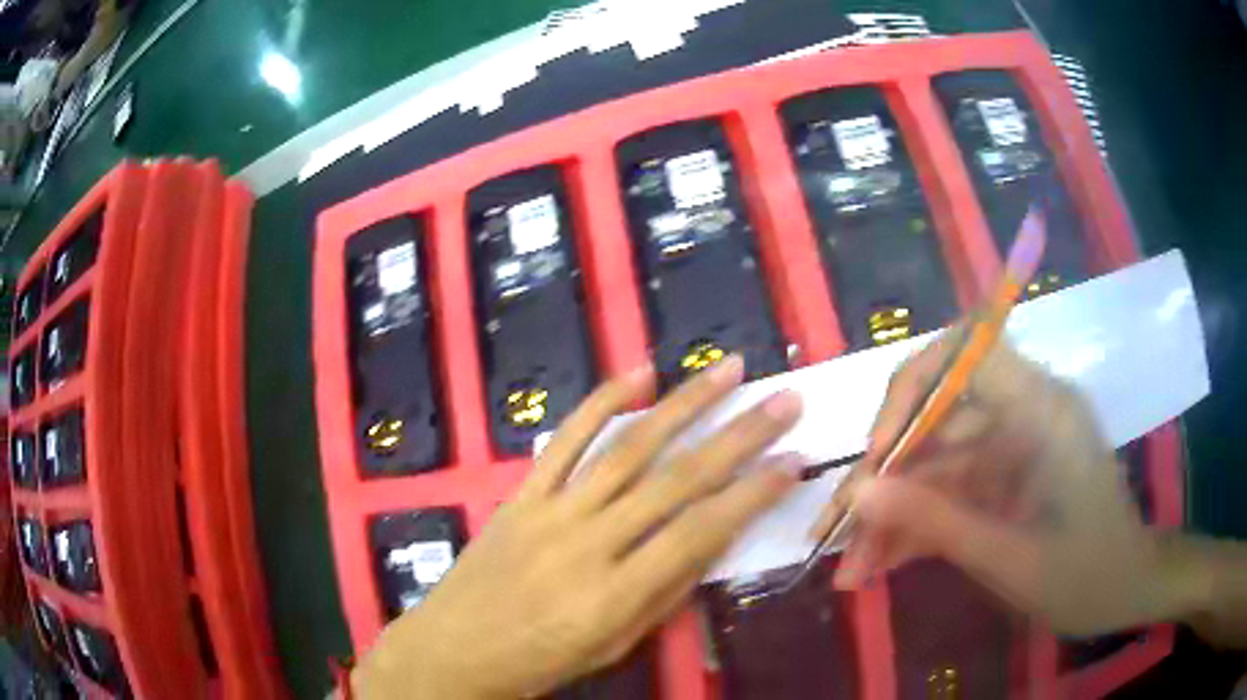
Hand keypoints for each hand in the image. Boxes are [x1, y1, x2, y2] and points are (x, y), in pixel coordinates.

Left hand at [353, 356, 802, 697]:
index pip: (701, 532)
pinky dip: (602, 403)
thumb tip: (712, 540)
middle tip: (782, 400)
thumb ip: (665, 592)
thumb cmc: (541, 660)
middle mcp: (588, 544)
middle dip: (739, 437)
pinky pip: (564, 441)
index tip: (794, 461)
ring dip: (684, 405)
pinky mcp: (521, 494)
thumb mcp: (615, 645)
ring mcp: (550, 511)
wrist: (454, 648)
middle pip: (676, 480)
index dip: (753, 494)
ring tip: (727, 370)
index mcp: (615, 595)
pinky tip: (639, 375)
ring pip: (628, 448)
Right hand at [816, 338, 1205, 636]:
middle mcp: (1024, 412)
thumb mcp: (1011, 558)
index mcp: (1042, 409)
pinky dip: (916, 526)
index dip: (912, 390)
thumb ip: (938, 523)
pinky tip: (881, 565)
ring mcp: (1013, 446)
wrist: (1125, 590)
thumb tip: (860, 495)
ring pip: (936, 461)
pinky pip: (951, 489)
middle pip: (938, 418)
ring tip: (850, 568)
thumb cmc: (1086, 575)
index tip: (879, 455)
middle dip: (885, 477)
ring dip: (892, 512)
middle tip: (838, 534)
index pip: (967, 351)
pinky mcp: (1005, 476)